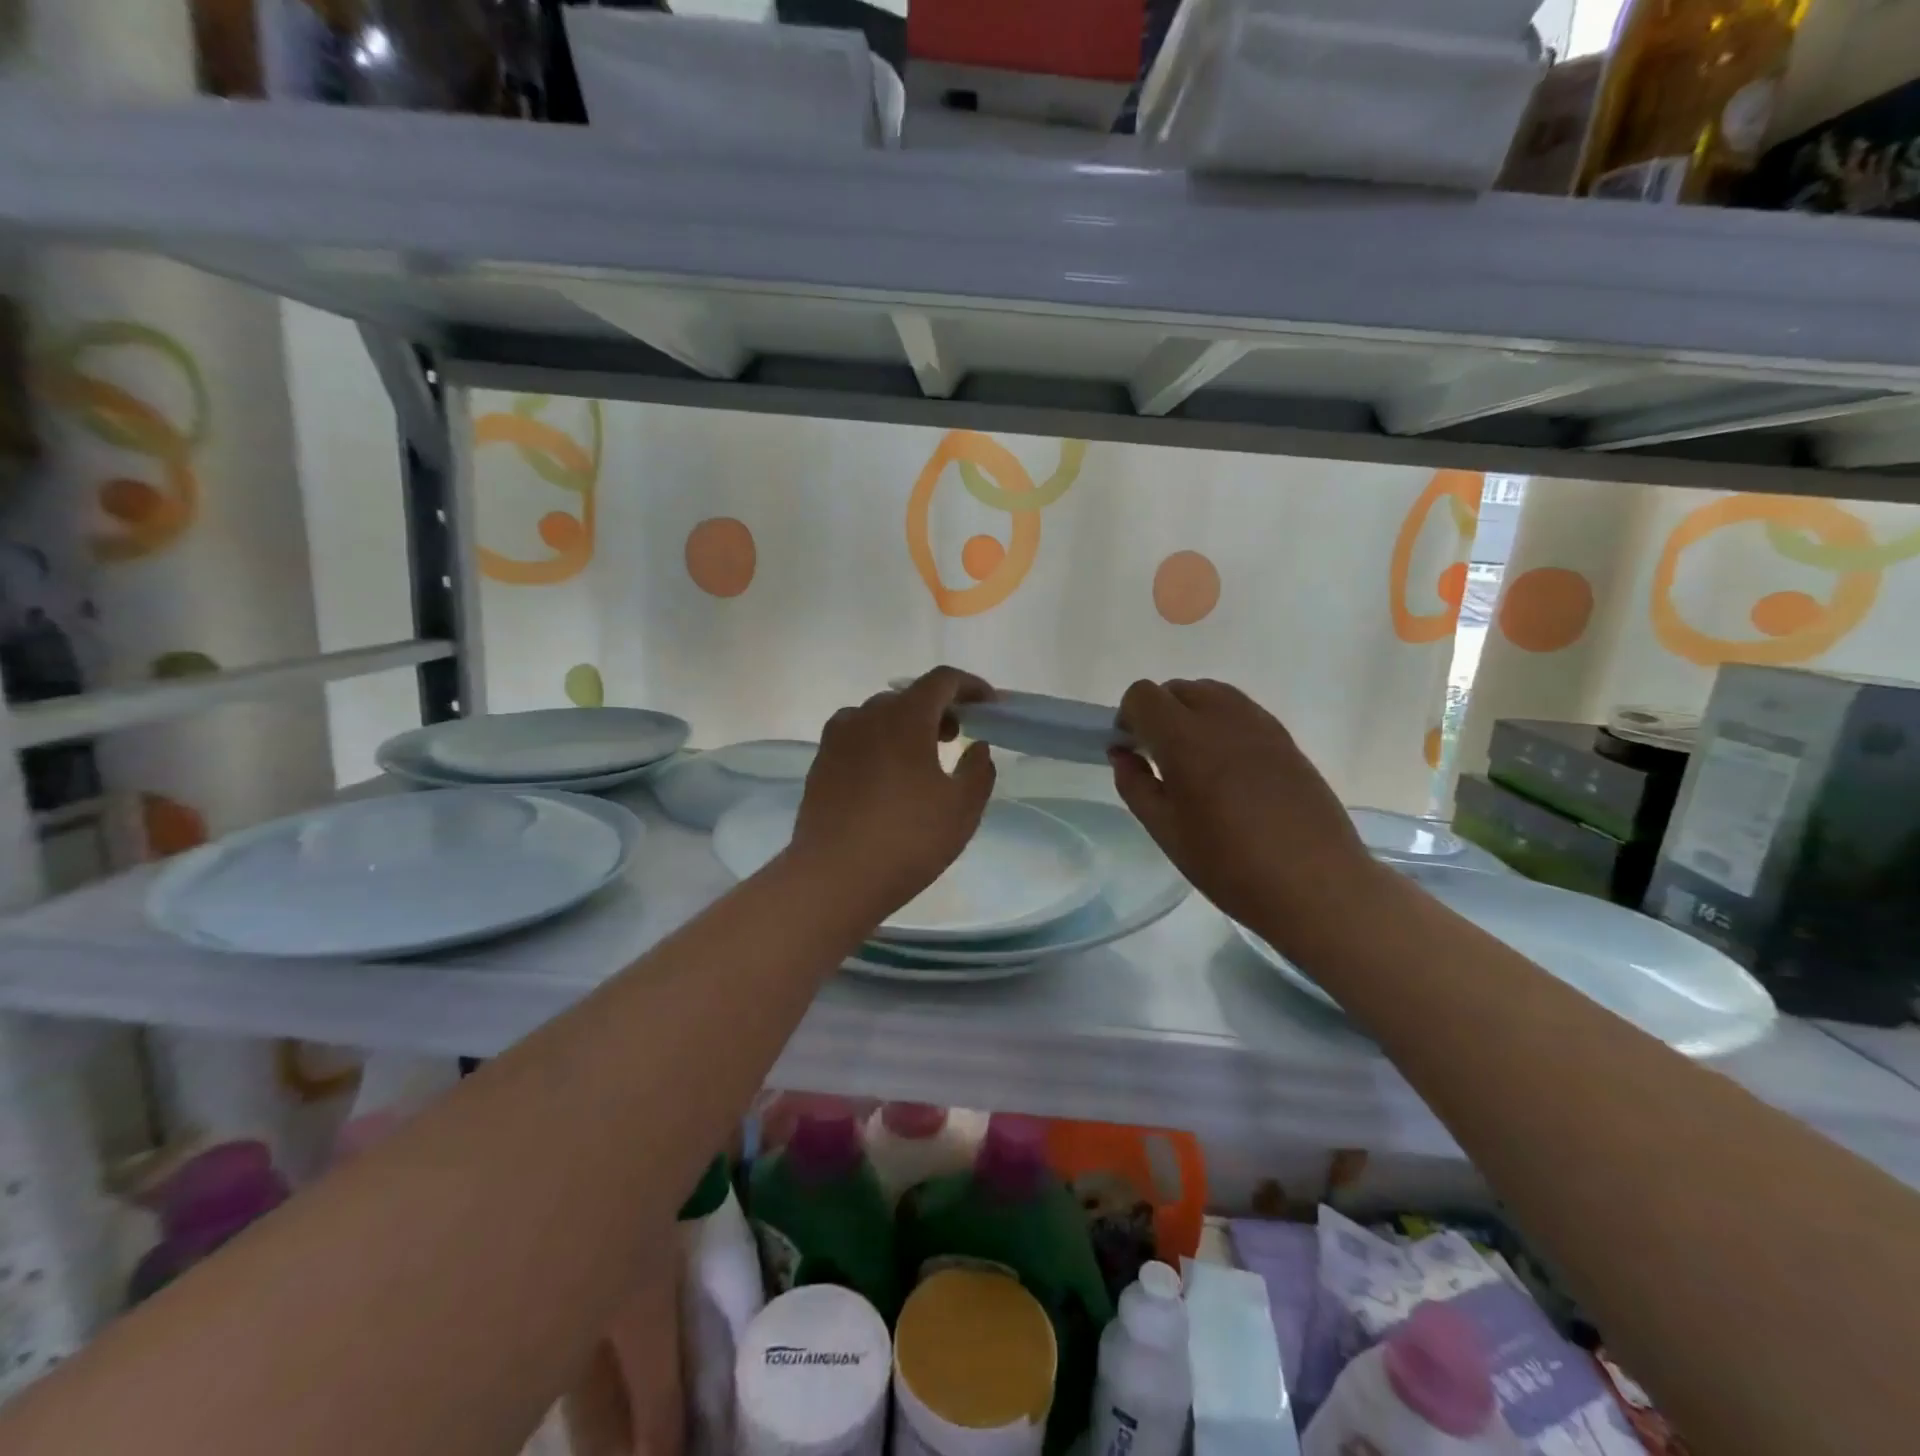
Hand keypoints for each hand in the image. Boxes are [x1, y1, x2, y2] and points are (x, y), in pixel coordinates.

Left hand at [791, 667, 996, 914]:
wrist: (833, 877)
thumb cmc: (907, 840)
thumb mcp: (961, 809)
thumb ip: (978, 770)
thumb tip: (976, 747)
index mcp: (904, 717)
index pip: (942, 681)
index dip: (970, 686)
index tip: (989, 707)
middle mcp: (866, 716)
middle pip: (909, 696)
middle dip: (938, 709)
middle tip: (957, 738)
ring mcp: (837, 738)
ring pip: (878, 715)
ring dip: (905, 725)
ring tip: (920, 759)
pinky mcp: (820, 763)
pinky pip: (856, 737)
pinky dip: (878, 742)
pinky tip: (886, 778)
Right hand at [1110, 679, 1391, 953]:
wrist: (1317, 885)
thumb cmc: (1230, 866)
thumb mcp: (1166, 832)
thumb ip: (1135, 786)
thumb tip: (1123, 755)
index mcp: (1185, 740)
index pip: (1143, 696)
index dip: (1127, 718)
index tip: (1130, 751)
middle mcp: (1222, 718)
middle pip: (1177, 688)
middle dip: (1158, 713)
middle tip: (1159, 758)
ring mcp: (1260, 724)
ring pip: (1212, 693)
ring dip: (1191, 713)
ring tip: (1195, 761)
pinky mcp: (1286, 738)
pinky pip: (1241, 710)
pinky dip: (1222, 723)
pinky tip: (1229, 769)